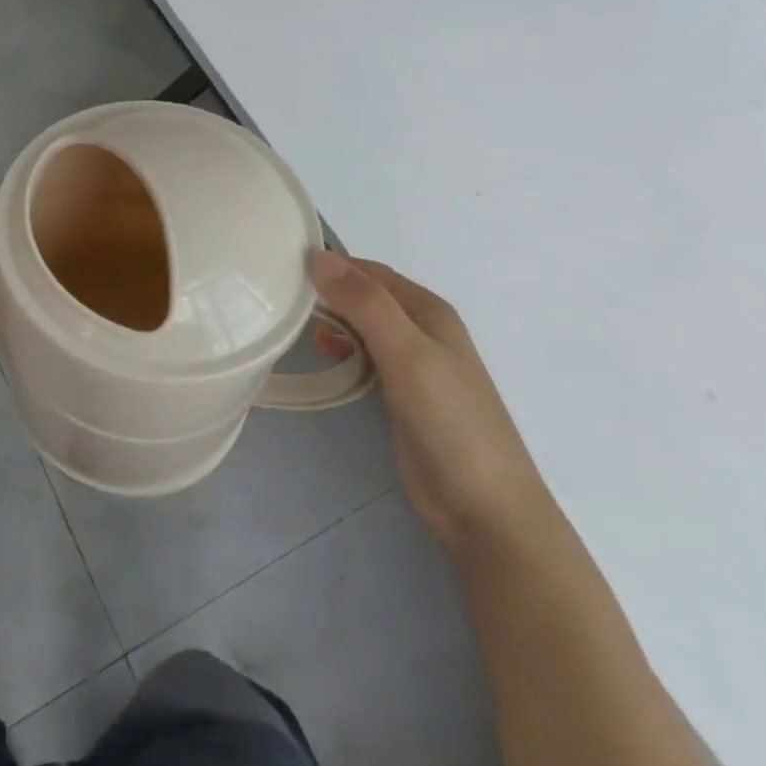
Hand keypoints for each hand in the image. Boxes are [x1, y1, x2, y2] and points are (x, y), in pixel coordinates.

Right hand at [311, 251, 552, 557]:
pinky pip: (365, 358)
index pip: (371, 272)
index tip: (285, 265)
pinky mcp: (402, 396)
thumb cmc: (449, 421)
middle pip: (367, 297)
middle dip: (329, 291)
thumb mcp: (406, 353)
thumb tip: (318, 256)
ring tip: (293, 323)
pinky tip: (323, 355)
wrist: (485, 509)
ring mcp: (414, 365)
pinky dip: (343, 350)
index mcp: (429, 311)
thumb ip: (365, 304)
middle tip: (280, 295)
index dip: (333, 265)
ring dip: (333, 320)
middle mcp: (422, 330)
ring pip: (364, 327)